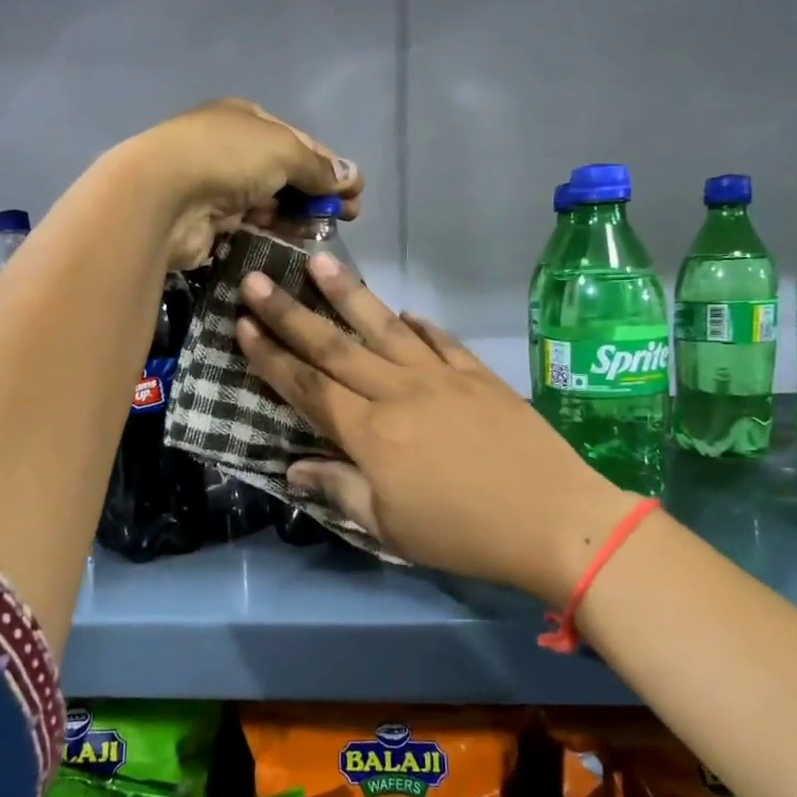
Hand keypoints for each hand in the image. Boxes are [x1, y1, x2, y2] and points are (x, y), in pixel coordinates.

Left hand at [115, 98, 362, 270]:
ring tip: (327, 232)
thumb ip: (319, 167)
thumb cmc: (228, 157)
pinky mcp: (211, 222)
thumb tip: (352, 177)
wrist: (164, 195)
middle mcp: (233, 149)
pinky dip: (275, 231)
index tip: (357, 191)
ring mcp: (220, 186)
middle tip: (348, 217)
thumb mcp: (284, 151)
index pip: (299, 141)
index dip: (331, 165)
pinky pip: (252, 226)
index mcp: (247, 119)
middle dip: (318, 193)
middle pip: (286, 172)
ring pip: (270, 201)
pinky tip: (296, 242)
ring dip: (299, 215)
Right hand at [233, 255, 639, 605]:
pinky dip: (418, 324)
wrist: (554, 518)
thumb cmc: (462, 533)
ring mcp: (441, 377)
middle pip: (334, 347)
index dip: (271, 357)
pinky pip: (440, 340)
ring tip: (319, 262)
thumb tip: (293, 469)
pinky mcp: (478, 375)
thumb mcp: (390, 527)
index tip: (242, 324)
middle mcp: (398, 392)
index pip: (307, 387)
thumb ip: (339, 490)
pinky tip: (405, 312)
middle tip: (257, 279)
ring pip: (383, 328)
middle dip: (289, 313)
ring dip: (347, 294)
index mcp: (370, 432)